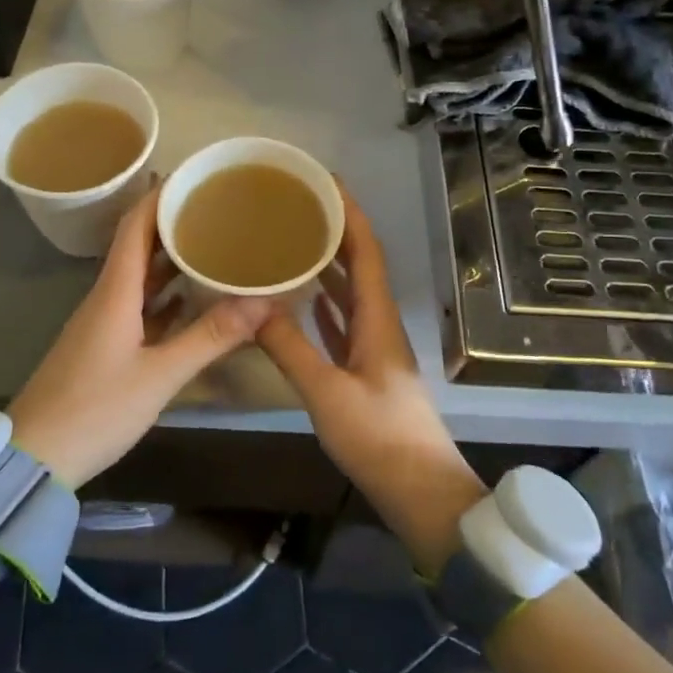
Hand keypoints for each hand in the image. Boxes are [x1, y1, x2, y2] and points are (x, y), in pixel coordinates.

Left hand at [7, 186, 274, 489]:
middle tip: (216, 208)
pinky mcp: (104, 346)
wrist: (33, 457)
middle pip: (139, 245)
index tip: (194, 177)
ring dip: (172, 258)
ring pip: (140, 277)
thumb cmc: (94, 409)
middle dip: (173, 222)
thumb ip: (211, 336)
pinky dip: (167, 295)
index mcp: (115, 291)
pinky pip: (140, 306)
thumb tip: (265, 301)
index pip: (135, 226)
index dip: (160, 195)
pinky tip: (192, 298)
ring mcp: (103, 323)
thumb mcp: (160, 375)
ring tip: (213, 243)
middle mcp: (107, 297)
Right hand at [256, 186, 485, 572]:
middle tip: (298, 207)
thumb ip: (289, 347)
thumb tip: (253, 305)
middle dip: (335, 232)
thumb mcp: (326, 391)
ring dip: (329, 266)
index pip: (366, 251)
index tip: (326, 182)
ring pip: (351, 293)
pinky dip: (326, 305)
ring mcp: (375, 348)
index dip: (349, 214)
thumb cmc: (378, 437)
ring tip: (294, 242)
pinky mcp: (367, 370)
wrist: (420, 490)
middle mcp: (380, 323)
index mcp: (378, 318)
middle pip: (359, 265)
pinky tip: (305, 300)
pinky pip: (344, 323)